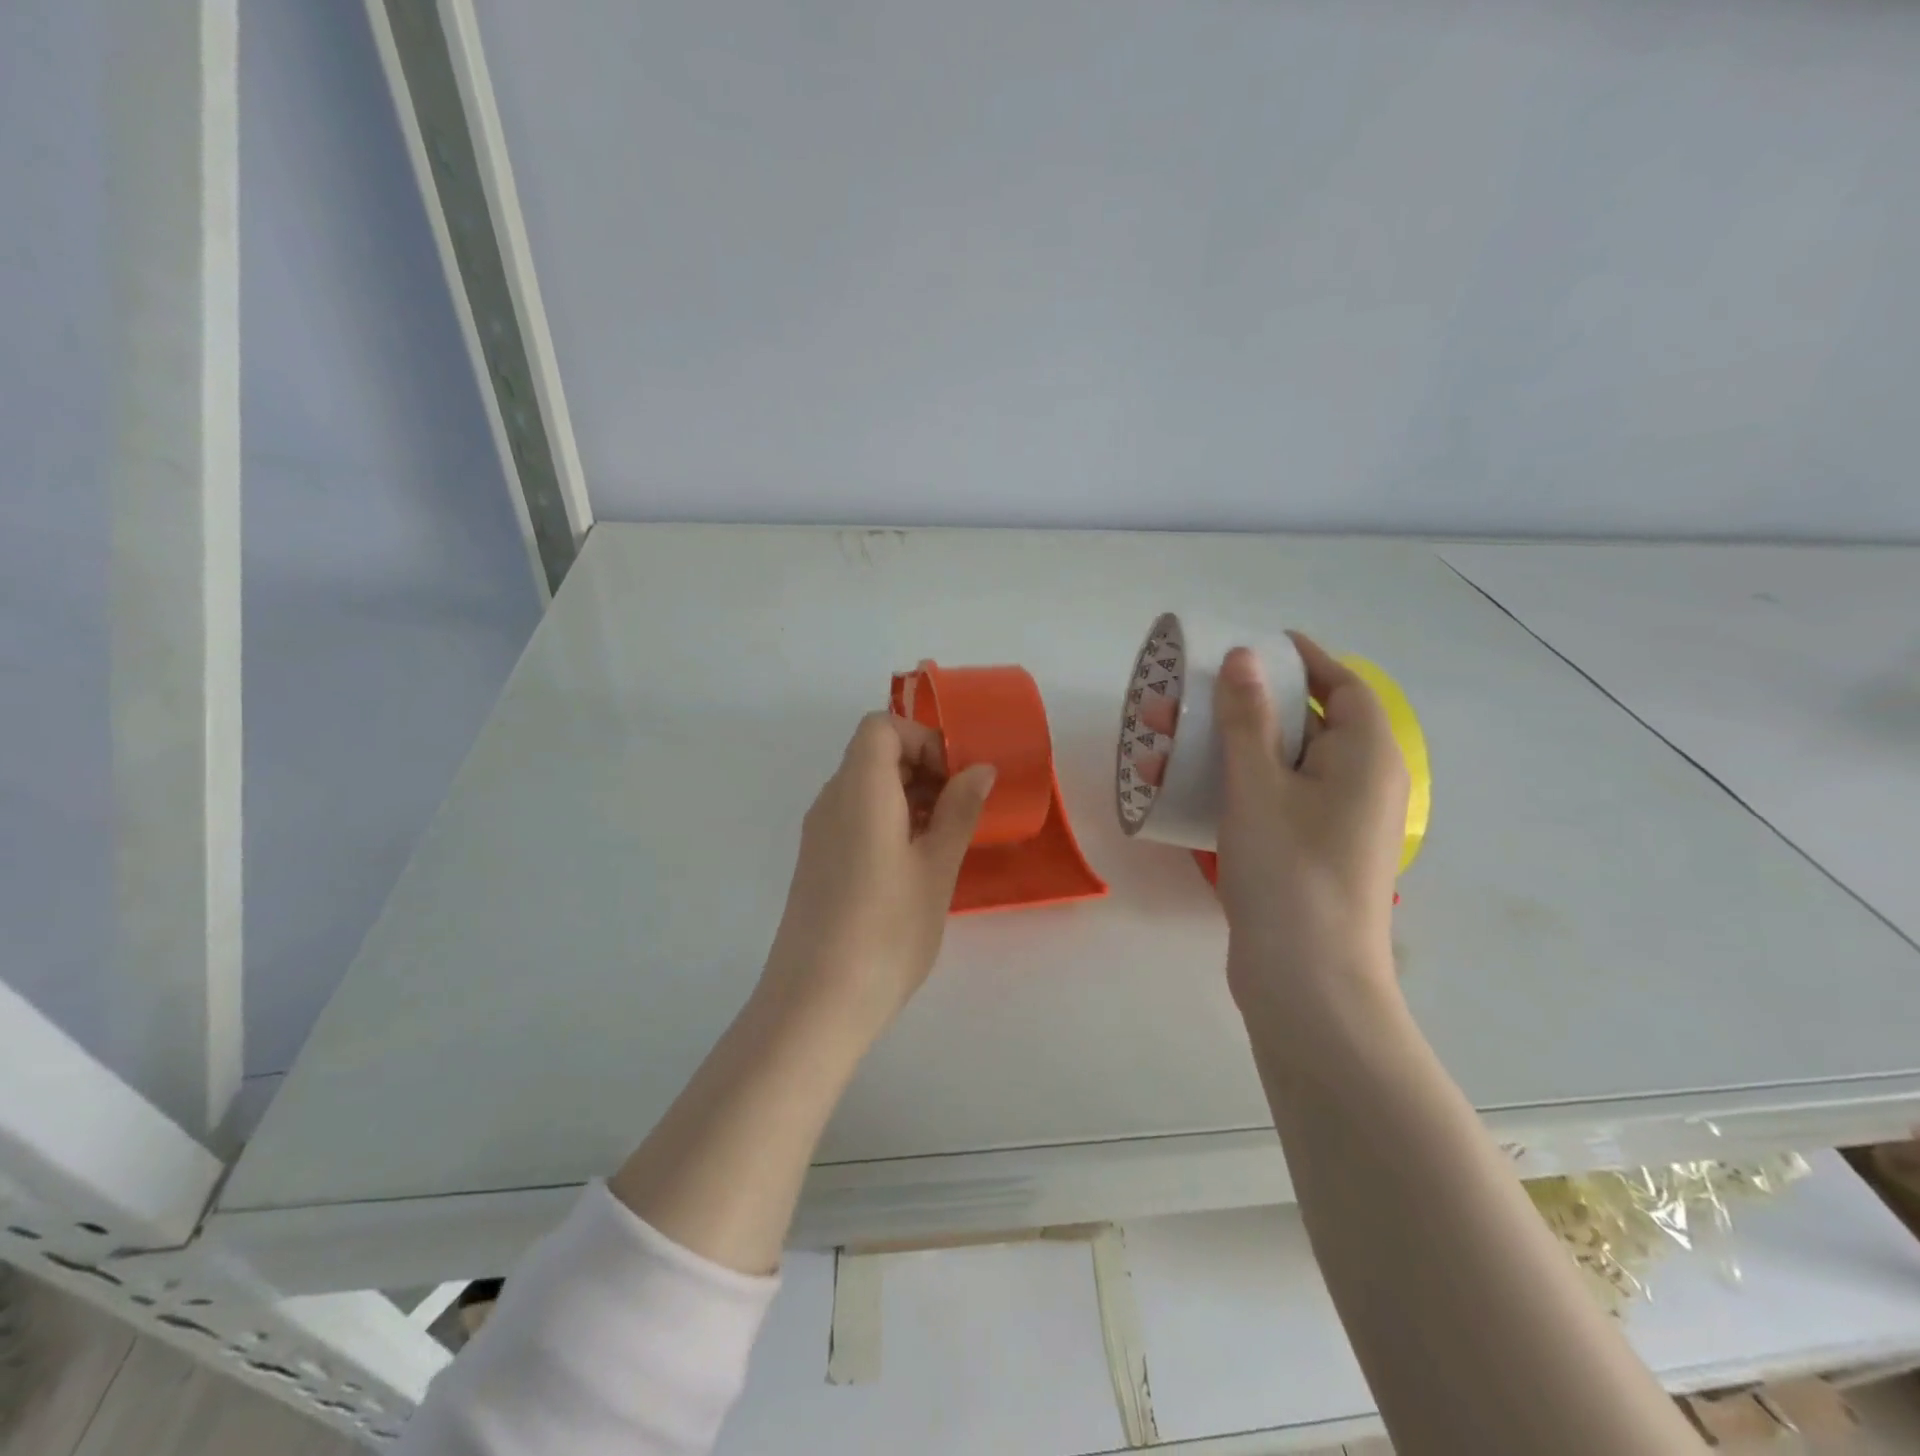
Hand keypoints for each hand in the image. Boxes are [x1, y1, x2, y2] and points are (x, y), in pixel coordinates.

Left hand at [762, 712, 995, 1034]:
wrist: (815, 1002)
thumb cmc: (886, 930)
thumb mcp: (936, 868)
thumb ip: (959, 811)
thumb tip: (980, 770)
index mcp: (859, 789)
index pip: (882, 727)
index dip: (924, 739)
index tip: (957, 777)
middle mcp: (832, 800)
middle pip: (874, 754)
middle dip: (924, 767)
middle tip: (963, 808)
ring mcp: (820, 833)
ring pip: (866, 787)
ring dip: (910, 796)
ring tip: (947, 837)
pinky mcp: (819, 861)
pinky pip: (856, 817)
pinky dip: (890, 820)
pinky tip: (917, 862)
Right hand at [1212, 634, 1408, 1009]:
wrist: (1306, 980)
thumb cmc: (1289, 870)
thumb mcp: (1258, 785)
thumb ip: (1247, 718)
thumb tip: (1242, 657)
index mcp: (1366, 757)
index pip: (1343, 686)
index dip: (1304, 660)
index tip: (1257, 645)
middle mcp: (1359, 784)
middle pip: (1305, 724)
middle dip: (1243, 704)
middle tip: (1190, 693)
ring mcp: (1333, 823)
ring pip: (1279, 764)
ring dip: (1226, 745)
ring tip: (1164, 736)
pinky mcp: (1305, 852)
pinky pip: (1270, 799)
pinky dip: (1231, 784)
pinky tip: (1180, 786)